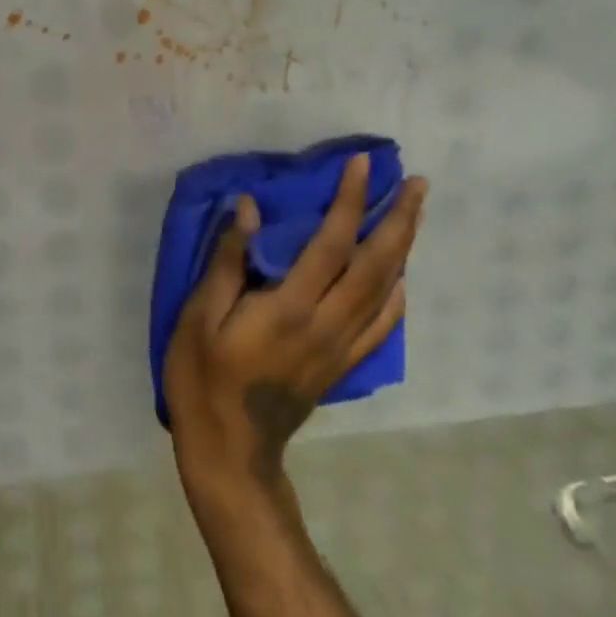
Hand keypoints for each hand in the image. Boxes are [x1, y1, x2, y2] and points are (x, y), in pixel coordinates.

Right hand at [164, 155, 427, 506]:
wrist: (229, 451)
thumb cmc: (203, 379)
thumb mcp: (199, 317)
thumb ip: (227, 262)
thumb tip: (247, 209)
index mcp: (290, 308)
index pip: (331, 244)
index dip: (348, 201)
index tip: (360, 165)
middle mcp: (326, 323)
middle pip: (375, 265)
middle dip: (398, 220)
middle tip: (416, 183)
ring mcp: (340, 348)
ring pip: (385, 292)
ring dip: (404, 249)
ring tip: (414, 215)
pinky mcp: (341, 365)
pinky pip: (380, 327)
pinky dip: (397, 298)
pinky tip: (401, 280)